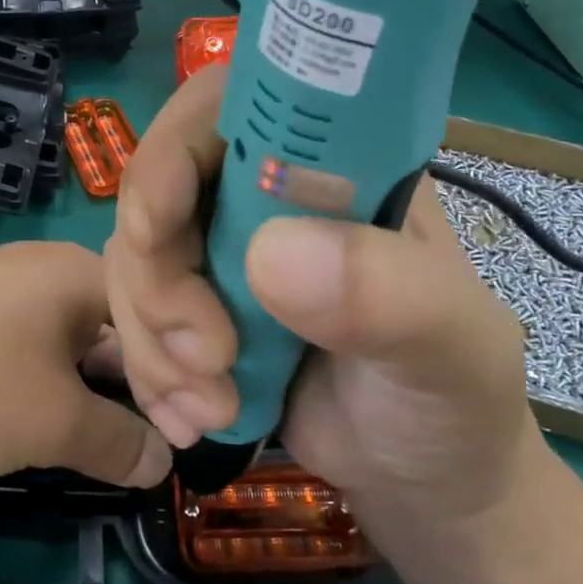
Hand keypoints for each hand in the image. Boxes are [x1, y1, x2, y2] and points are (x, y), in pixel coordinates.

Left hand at [0, 242, 171, 489]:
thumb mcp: (54, 422)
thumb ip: (122, 442)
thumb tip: (164, 459)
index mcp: (76, 271)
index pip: (156, 317)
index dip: (183, 376)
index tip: (200, 432)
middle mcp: (42, 268)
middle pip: (117, 325)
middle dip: (145, 386)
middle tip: (164, 443)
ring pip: (73, 340)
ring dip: (100, 390)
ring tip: (117, 442)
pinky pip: (32, 348)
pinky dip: (56, 385)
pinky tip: (56, 421)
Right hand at [105, 66, 537, 525]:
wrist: (419, 479)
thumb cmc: (451, 396)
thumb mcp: (449, 347)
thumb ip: (386, 294)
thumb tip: (273, 254)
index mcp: (329, 164)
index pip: (232, 105)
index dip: (177, 145)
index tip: (158, 225)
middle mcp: (264, 194)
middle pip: (159, 186)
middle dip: (160, 277)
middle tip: (208, 357)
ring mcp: (222, 252)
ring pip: (134, 257)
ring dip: (153, 339)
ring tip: (215, 407)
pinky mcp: (193, 309)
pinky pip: (131, 316)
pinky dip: (148, 372)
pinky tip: (193, 420)